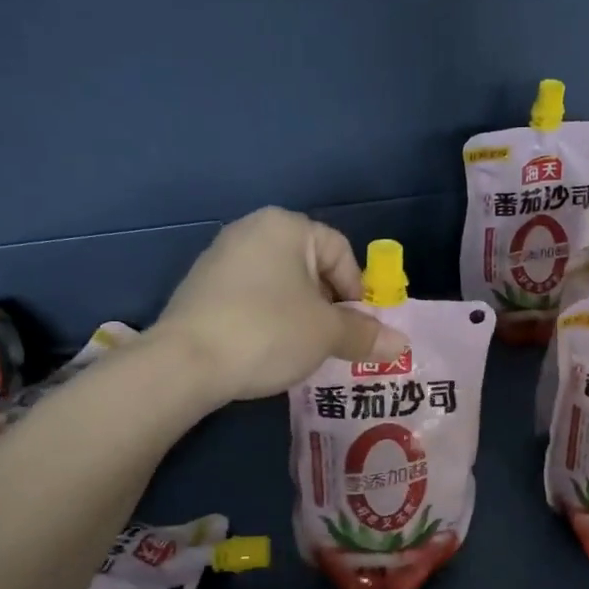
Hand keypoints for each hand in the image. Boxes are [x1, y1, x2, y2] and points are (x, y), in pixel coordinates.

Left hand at [152, 208, 409, 401]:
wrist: (185, 362)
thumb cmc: (269, 331)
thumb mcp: (327, 334)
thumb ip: (366, 334)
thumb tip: (402, 345)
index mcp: (286, 226)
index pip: (341, 251)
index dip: (357, 291)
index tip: (354, 327)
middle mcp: (251, 230)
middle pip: (310, 266)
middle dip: (328, 304)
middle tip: (332, 339)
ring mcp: (220, 257)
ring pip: (280, 284)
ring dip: (299, 314)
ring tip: (301, 348)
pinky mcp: (201, 287)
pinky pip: (251, 297)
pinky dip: (268, 319)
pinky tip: (266, 348)